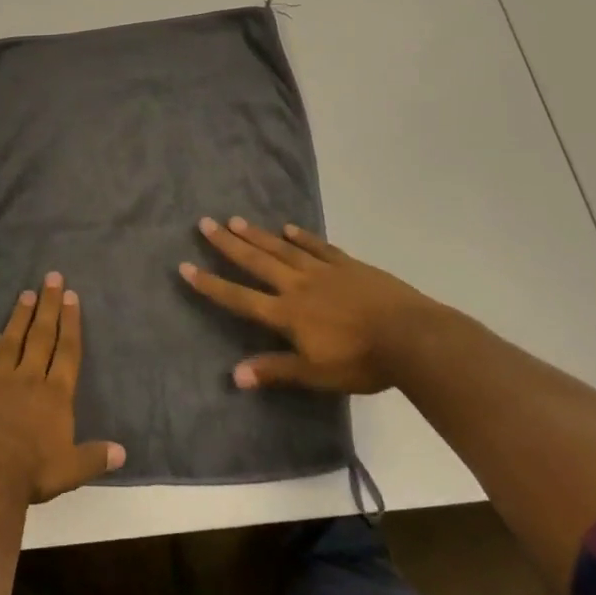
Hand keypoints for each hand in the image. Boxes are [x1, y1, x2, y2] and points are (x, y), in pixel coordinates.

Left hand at [0, 272, 124, 504]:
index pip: (66, 350)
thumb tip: (122, 452)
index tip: (71, 296)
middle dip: (48, 305)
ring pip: (11, 340)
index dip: (70, 322)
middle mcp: (29, 378)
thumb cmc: (32, 473)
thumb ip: (95, 457)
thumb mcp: (71, 470)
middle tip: (51, 277)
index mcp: (55, 394)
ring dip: (19, 316)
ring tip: (25, 294)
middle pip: (41, 335)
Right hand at [180, 217, 442, 393]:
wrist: (410, 336)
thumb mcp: (315, 374)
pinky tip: (288, 227)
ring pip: (282, 249)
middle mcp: (298, 285)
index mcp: (287, 314)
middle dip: (228, 244)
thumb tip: (235, 375)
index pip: (240, 298)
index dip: (211, 284)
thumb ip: (275, 370)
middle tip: (205, 223)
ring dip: (257, 235)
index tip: (185, 266)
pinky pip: (318, 246)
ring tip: (236, 219)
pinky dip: (301, 236)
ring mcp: (323, 271)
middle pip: (257, 262)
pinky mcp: (348, 265)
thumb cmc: (360, 361)